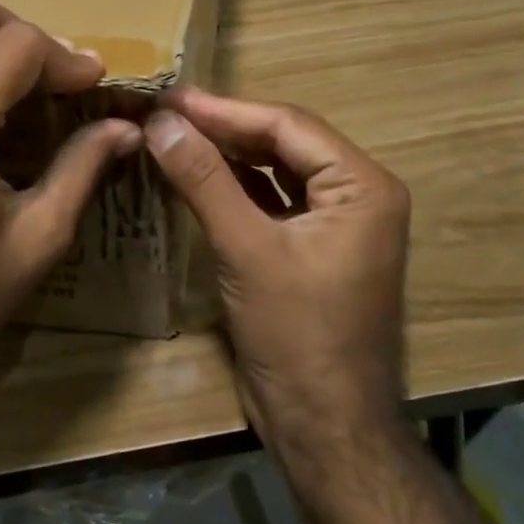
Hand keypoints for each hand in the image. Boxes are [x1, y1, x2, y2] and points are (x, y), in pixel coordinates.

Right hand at [143, 88, 411, 452]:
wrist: (323, 425)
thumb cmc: (297, 334)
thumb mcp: (247, 250)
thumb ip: (205, 180)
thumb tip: (161, 122)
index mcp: (362, 187)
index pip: (288, 126)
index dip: (224, 110)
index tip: (169, 98)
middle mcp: (355, 196)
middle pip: (282, 144)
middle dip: (222, 129)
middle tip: (163, 114)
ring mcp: (333, 225)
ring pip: (272, 172)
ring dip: (224, 156)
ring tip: (170, 137)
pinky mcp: (307, 250)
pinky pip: (267, 203)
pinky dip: (230, 189)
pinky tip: (191, 177)